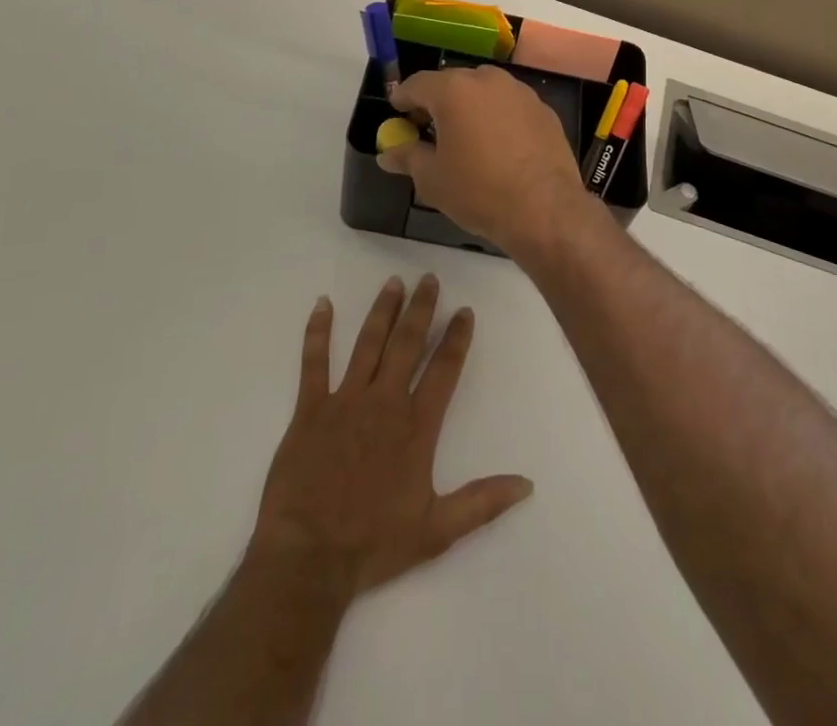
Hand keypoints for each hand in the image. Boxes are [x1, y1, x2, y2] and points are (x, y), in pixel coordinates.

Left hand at [249, 274, 532, 597]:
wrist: (309, 557)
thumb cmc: (374, 544)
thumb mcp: (438, 531)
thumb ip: (483, 502)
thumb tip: (527, 483)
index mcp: (416, 426)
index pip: (444, 369)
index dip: (456, 337)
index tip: (464, 310)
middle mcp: (384, 401)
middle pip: (407, 343)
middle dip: (421, 309)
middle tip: (429, 279)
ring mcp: (345, 400)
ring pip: (368, 343)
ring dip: (382, 310)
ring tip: (394, 281)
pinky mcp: (310, 409)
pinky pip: (314, 362)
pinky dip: (317, 332)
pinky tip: (322, 304)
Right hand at [377, 66, 596, 262]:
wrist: (544, 209)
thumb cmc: (478, 191)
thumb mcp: (432, 179)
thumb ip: (407, 158)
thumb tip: (388, 153)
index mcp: (454, 90)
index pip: (417, 84)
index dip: (403, 98)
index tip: (397, 114)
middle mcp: (488, 80)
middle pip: (453, 83)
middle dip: (437, 102)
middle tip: (428, 129)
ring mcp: (520, 92)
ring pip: (484, 91)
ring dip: (470, 107)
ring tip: (465, 138)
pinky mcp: (544, 110)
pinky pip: (510, 106)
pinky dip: (498, 118)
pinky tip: (499, 147)